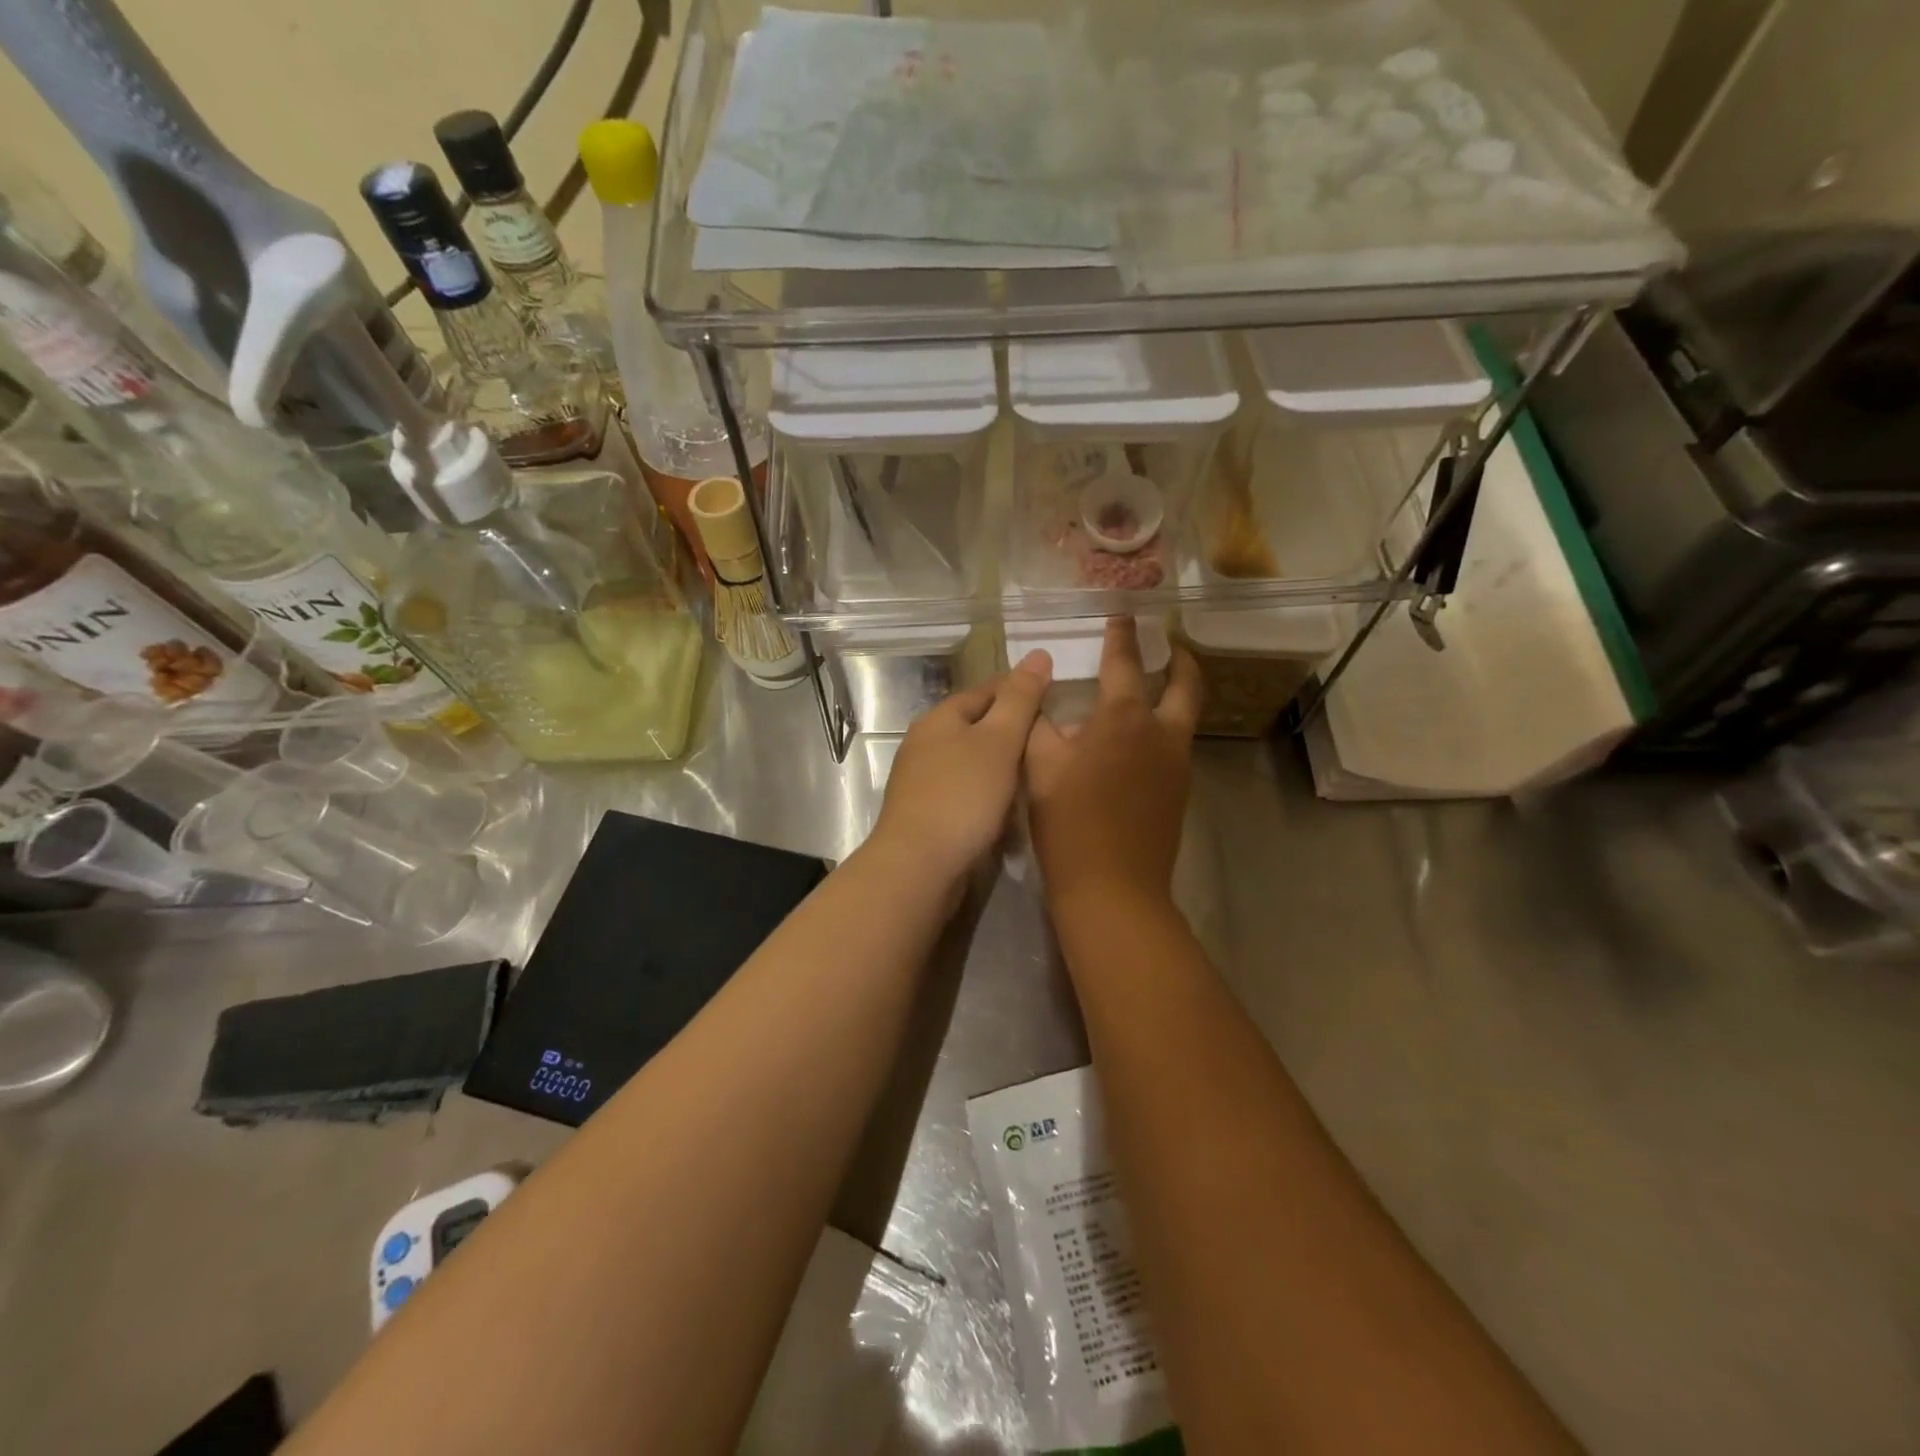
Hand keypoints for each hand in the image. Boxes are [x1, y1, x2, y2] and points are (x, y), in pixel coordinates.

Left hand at [873, 651, 1053, 885]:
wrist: (919, 866)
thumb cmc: (963, 796)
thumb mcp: (999, 741)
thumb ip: (1020, 699)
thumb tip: (1039, 654)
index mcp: (941, 717)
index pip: (988, 690)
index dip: (1022, 691)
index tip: (1057, 700)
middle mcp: (926, 742)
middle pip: (978, 725)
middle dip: (1013, 730)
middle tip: (1055, 742)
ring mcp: (922, 779)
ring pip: (972, 760)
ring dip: (1002, 765)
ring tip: (1039, 773)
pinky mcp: (926, 812)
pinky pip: (965, 791)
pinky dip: (989, 793)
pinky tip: (1009, 807)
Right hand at [1025, 618, 1201, 915]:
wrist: (1113, 889)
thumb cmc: (1070, 823)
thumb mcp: (1039, 768)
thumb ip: (1039, 727)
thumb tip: (1043, 708)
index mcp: (1124, 719)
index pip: (1125, 664)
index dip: (1122, 636)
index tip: (1124, 615)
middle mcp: (1161, 734)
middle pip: (1186, 685)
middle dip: (1180, 660)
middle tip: (1170, 646)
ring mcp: (1176, 766)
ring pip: (1184, 718)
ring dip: (1174, 696)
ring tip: (1151, 690)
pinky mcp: (1178, 794)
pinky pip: (1175, 747)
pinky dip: (1163, 730)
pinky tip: (1136, 743)